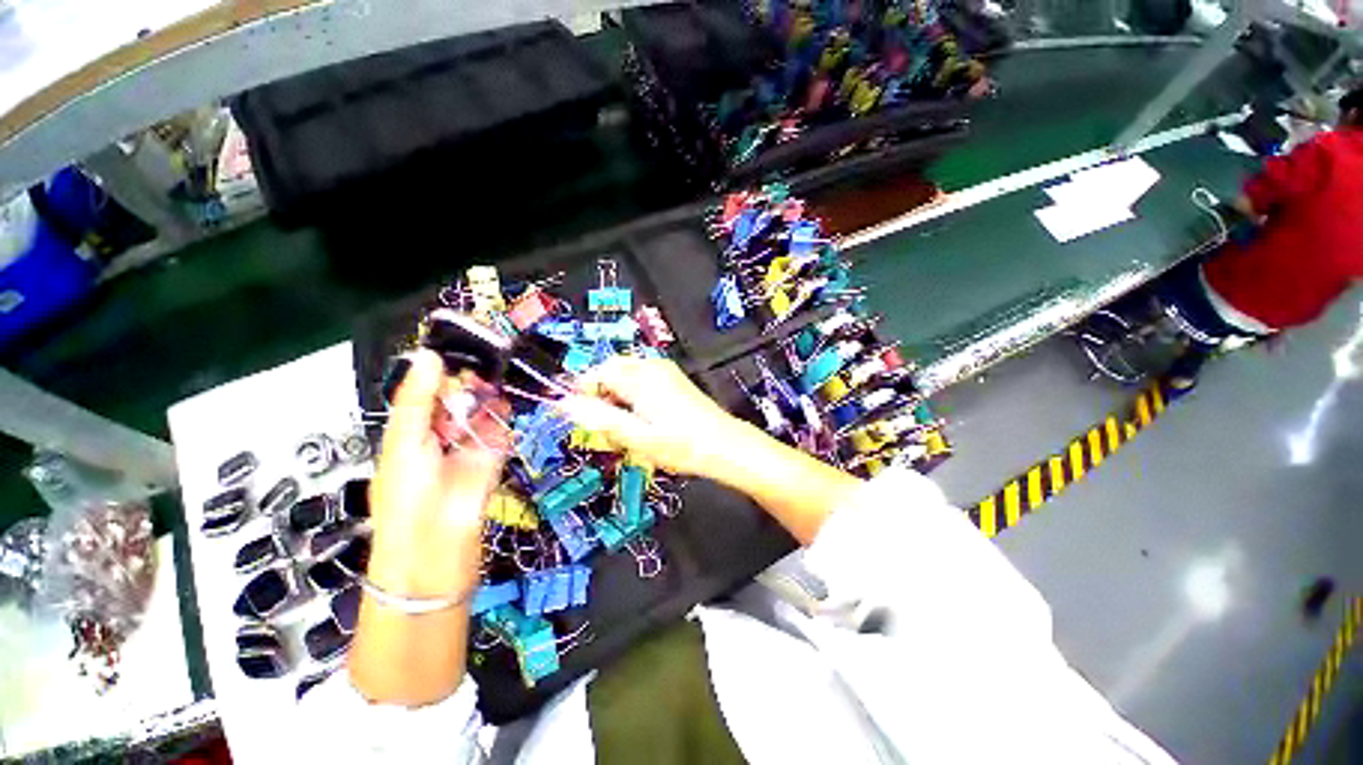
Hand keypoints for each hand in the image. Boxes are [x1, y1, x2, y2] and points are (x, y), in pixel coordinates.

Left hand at [367, 349, 507, 597]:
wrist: (435, 554)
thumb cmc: (406, 498)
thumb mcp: (404, 443)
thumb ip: (419, 400)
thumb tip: (428, 356)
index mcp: (409, 433)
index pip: (427, 394)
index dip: (441, 372)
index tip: (459, 349)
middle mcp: (439, 439)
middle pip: (458, 402)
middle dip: (470, 384)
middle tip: (484, 364)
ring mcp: (467, 450)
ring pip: (482, 414)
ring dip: (490, 399)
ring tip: (497, 380)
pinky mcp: (491, 460)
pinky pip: (500, 433)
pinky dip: (504, 419)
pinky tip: (506, 405)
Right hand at [557, 357, 734, 476]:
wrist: (724, 445)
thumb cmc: (681, 445)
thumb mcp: (636, 437)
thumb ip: (598, 418)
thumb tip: (563, 404)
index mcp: (639, 377)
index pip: (595, 372)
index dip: (583, 394)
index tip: (585, 420)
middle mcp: (651, 366)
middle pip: (610, 371)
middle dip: (601, 397)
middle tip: (609, 429)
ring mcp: (664, 370)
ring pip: (624, 376)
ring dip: (616, 399)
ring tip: (627, 429)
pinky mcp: (673, 378)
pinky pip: (641, 380)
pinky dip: (633, 397)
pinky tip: (643, 420)